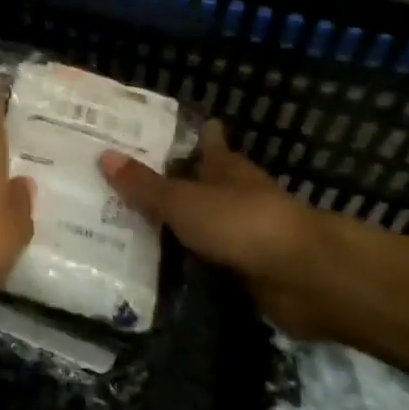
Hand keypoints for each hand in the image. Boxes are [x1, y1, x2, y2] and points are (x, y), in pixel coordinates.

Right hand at [100, 121, 336, 337]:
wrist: (304, 278)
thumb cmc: (243, 222)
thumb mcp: (185, 201)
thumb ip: (146, 185)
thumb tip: (103, 155)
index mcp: (225, 165)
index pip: (205, 139)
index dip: (184, 133)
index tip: (150, 131)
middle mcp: (235, 193)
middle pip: (199, 181)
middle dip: (167, 181)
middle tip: (118, 181)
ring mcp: (243, 232)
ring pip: (200, 222)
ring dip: (173, 224)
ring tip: (122, 224)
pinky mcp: (245, 269)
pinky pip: (204, 259)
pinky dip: (183, 261)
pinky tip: (152, 265)